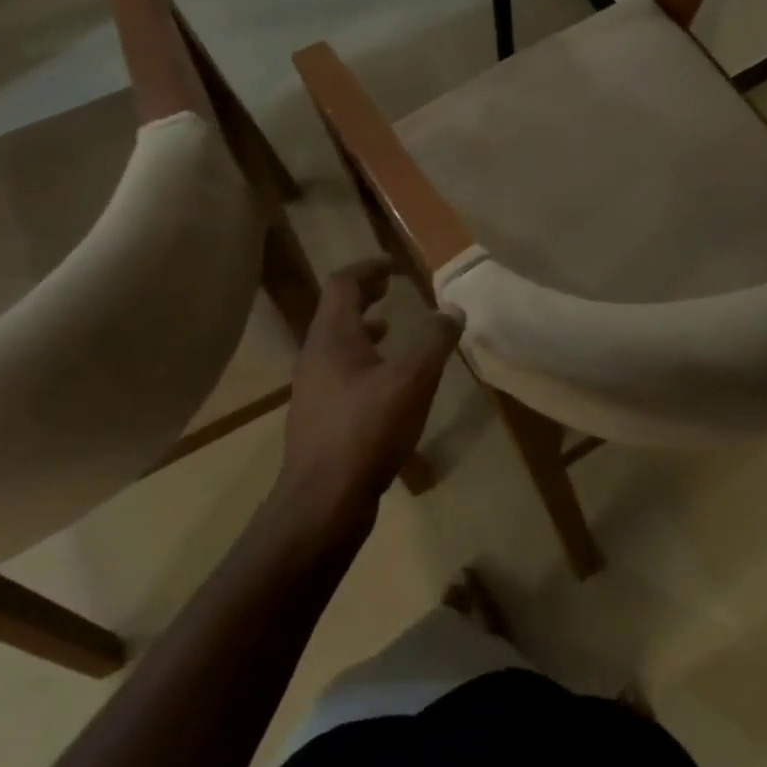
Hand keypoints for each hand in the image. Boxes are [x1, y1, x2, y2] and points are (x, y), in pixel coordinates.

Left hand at [275, 258, 462, 531]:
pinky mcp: (320, 418)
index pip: (343, 284)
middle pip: (336, 312)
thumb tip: (453, 309)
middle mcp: (315, 356)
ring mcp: (314, 389)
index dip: (368, 267)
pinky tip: (387, 385)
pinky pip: (341, 373)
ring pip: (337, 345)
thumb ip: (434, 340)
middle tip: (391, 289)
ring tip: (390, 330)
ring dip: (363, 330)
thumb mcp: (413, 379)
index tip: (394, 265)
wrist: (323, 501)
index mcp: (332, 337)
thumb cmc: (367, 429)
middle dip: (365, 295)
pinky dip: (363, 361)